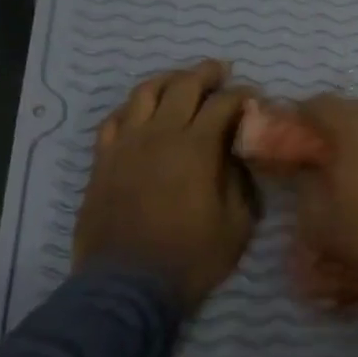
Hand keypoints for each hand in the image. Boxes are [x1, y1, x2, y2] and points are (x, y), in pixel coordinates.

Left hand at [73, 60, 256, 310]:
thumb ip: (241, 182)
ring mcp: (126, 145)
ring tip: (180, 81)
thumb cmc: (190, 258)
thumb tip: (238, 154)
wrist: (127, 285)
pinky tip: (140, 112)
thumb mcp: (237, 225)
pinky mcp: (103, 160)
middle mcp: (160, 135)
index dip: (243, 95)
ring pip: (144, 94)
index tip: (254, 97)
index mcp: (197, 148)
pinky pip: (114, 120)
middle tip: (221, 71)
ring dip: (167, 80)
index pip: (224, 104)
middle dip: (206, 74)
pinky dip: (131, 108)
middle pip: (183, 86)